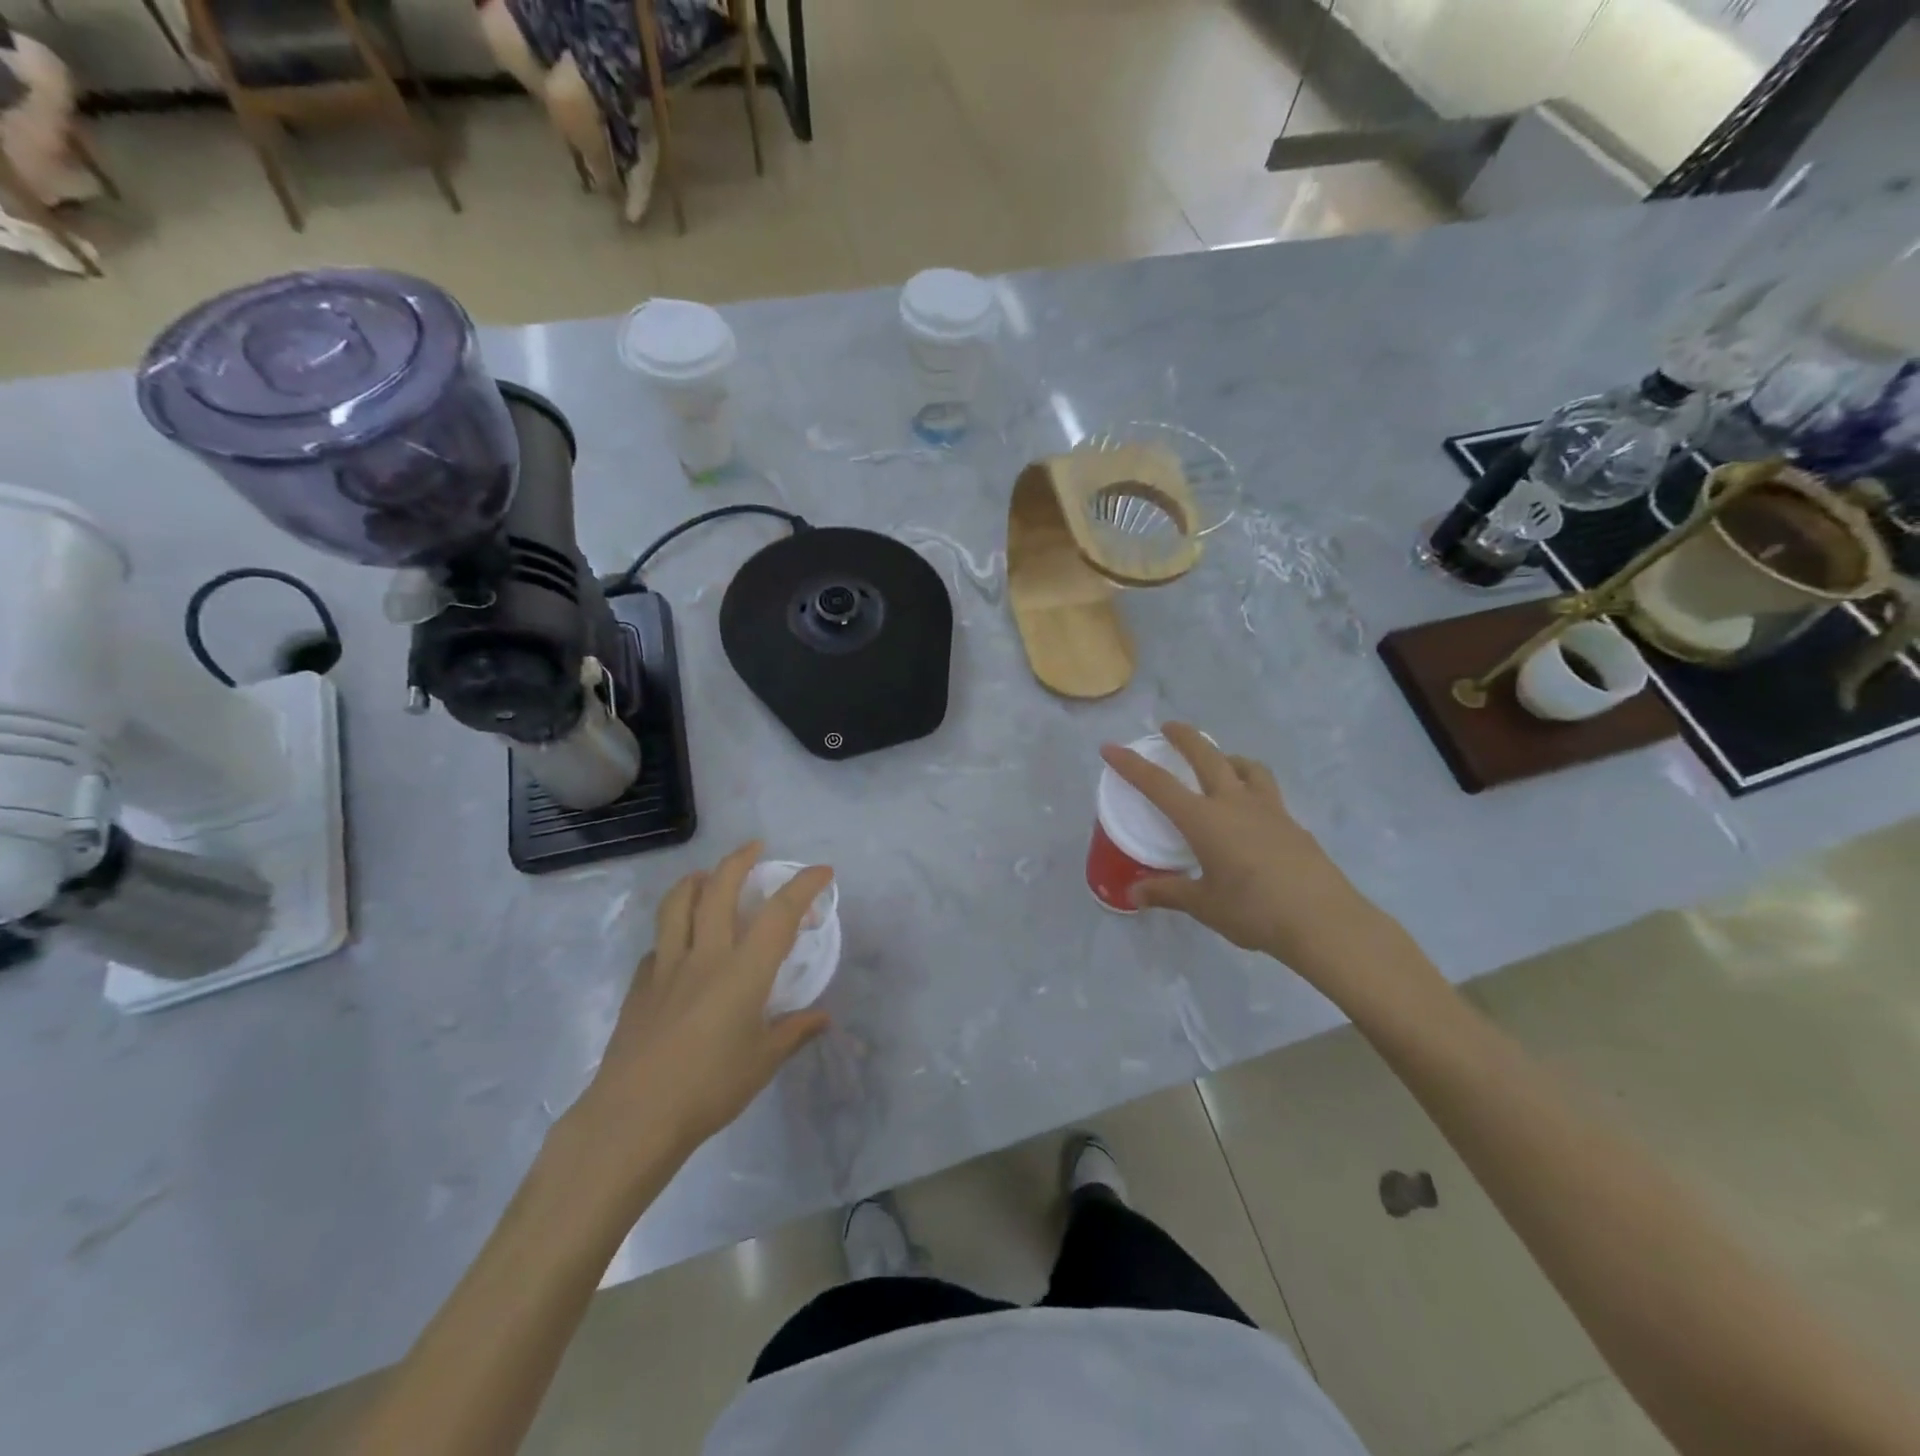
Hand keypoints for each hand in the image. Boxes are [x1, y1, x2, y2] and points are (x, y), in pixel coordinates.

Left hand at [575, 842, 831, 1167]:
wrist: (633, 1117)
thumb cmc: (708, 1089)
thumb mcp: (763, 1062)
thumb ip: (794, 1032)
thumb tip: (822, 1017)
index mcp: (743, 970)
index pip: (779, 913)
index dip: (803, 885)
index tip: (821, 871)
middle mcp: (705, 955)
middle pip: (719, 889)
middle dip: (740, 860)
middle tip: (755, 847)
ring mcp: (666, 966)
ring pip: (677, 903)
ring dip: (696, 880)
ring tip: (707, 876)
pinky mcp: (639, 985)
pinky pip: (658, 943)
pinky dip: (672, 930)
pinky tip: (678, 945)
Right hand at [1101, 724, 1386, 978]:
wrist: (1324, 921)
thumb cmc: (1254, 911)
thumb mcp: (1204, 905)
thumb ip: (1168, 892)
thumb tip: (1133, 892)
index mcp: (1205, 820)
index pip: (1159, 784)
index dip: (1131, 764)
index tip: (1110, 748)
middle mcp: (1234, 804)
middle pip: (1207, 756)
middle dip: (1185, 737)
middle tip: (1169, 727)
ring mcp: (1269, 810)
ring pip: (1246, 767)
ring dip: (1227, 756)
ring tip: (1220, 762)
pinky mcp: (1292, 824)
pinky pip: (1267, 791)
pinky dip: (1251, 785)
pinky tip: (1250, 811)